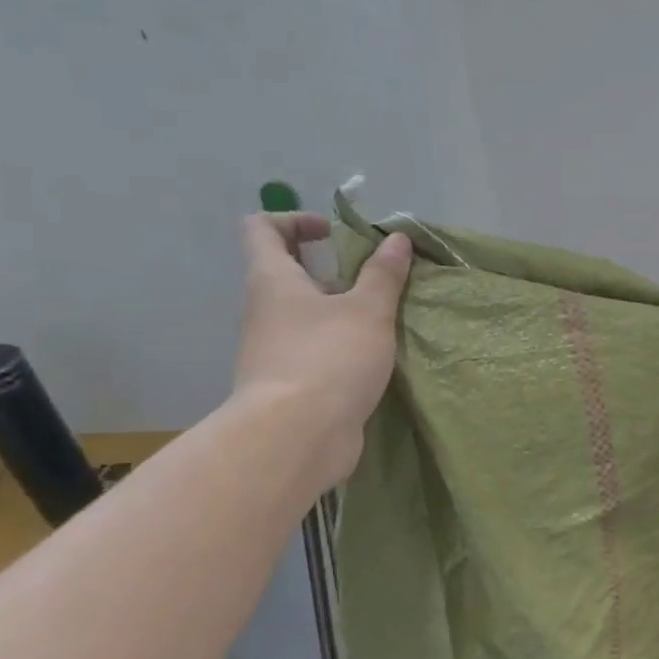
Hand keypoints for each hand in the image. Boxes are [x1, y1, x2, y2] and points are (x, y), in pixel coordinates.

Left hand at [231, 213, 412, 492]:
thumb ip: (383, 273)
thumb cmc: (329, 358)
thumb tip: (397, 239)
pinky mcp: (290, 383)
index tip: (334, 232)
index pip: (261, 229)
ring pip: (304, 313)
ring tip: (385, 314)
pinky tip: (377, 353)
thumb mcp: (368, 310)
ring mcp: (274, 349)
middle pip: (287, 272)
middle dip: (330, 266)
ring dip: (341, 307)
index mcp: (273, 280)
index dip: (295, 220)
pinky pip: (315, 347)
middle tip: (373, 274)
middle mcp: (265, 310)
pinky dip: (342, 341)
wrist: (297, 438)